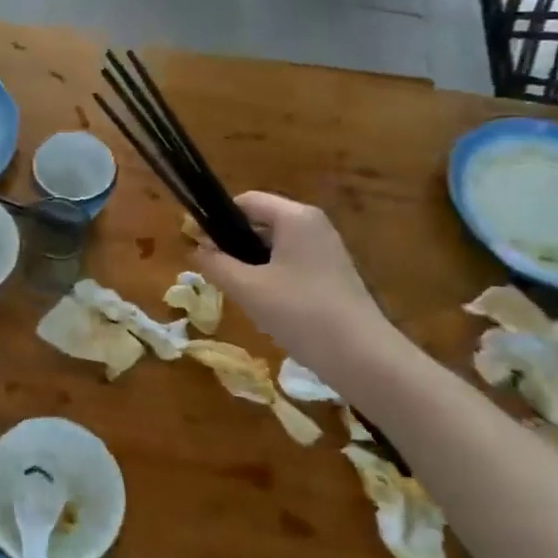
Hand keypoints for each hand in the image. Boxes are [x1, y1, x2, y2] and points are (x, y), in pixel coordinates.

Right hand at [193, 191, 390, 365]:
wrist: (362, 356)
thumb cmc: (301, 313)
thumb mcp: (247, 288)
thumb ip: (215, 264)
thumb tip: (195, 249)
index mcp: (295, 217)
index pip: (245, 201)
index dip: (216, 219)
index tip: (195, 244)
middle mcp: (313, 225)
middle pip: (260, 221)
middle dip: (232, 243)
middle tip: (212, 272)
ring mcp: (326, 250)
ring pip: (274, 245)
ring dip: (250, 263)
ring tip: (235, 290)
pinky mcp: (331, 273)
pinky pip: (290, 262)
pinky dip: (270, 275)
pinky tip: (262, 304)